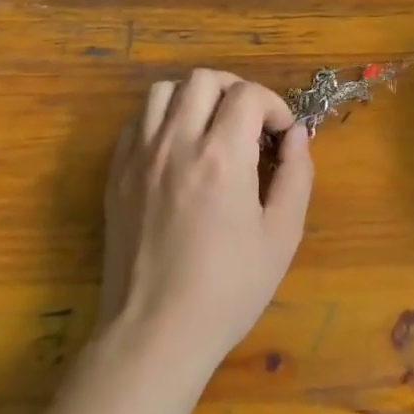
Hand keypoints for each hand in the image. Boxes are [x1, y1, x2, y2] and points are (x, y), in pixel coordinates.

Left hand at [99, 69, 313, 364]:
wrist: (155, 333)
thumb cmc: (228, 289)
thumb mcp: (282, 235)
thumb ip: (297, 174)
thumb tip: (296, 136)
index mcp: (221, 157)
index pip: (248, 94)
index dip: (274, 105)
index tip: (282, 135)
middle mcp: (176, 144)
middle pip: (203, 79)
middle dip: (236, 90)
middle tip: (250, 124)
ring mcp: (139, 158)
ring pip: (164, 90)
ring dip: (195, 97)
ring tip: (212, 127)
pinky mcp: (116, 175)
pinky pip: (137, 121)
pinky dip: (162, 118)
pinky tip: (178, 147)